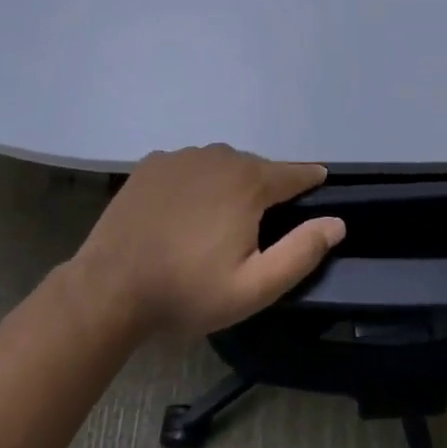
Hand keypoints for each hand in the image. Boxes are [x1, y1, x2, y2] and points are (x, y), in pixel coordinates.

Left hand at [71, 145, 345, 337]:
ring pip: (221, 166)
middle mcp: (219, 157)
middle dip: (264, 191)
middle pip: (256, 169)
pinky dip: (195, 184)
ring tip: (218, 223)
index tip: (320, 184)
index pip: (294, 173)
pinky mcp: (152, 164)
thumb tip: (337, 222)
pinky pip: (188, 168)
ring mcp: (181, 157)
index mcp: (248, 182)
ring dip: (228, 186)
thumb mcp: (253, 287)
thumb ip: (301, 252)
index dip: (309, 180)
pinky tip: (183, 213)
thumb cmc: (186, 291)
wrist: (109, 288)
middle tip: (257, 228)